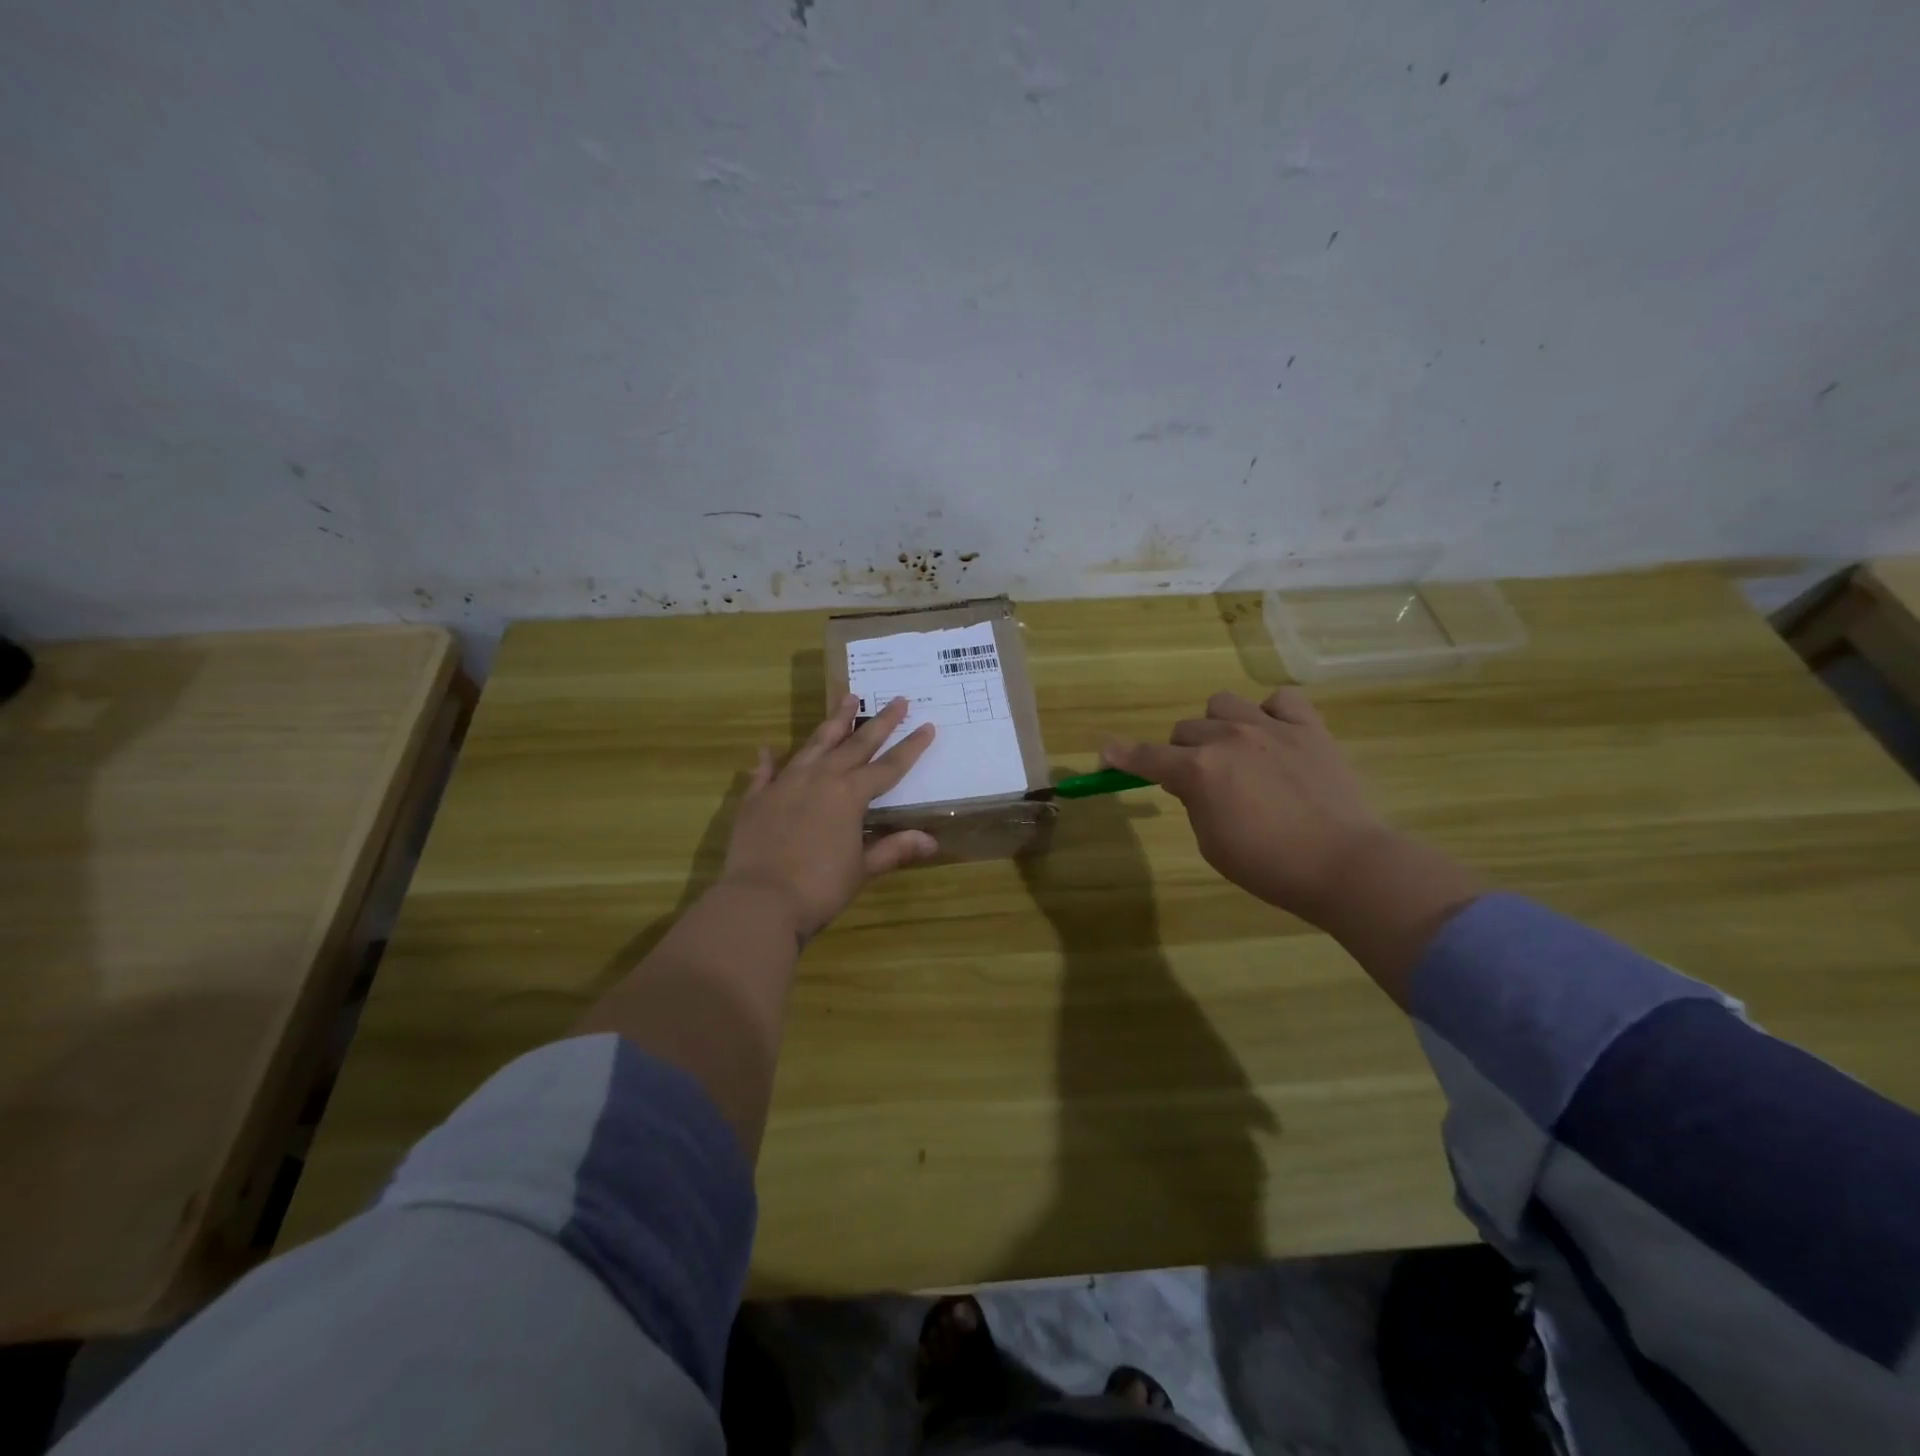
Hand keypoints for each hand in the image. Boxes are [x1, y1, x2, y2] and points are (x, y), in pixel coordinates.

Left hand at [717, 694, 937, 940]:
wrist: (759, 901)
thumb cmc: (819, 888)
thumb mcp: (862, 870)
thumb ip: (893, 849)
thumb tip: (931, 840)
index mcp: (850, 795)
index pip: (889, 766)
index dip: (911, 747)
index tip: (927, 725)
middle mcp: (821, 779)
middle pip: (856, 744)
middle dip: (879, 722)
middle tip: (897, 700)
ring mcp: (786, 783)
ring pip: (815, 744)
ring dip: (834, 721)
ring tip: (847, 698)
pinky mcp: (757, 798)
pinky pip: (766, 772)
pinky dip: (769, 760)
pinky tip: (768, 749)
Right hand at [1101, 688, 1388, 921]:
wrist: (1344, 864)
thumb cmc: (1269, 866)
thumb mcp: (1212, 844)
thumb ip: (1195, 803)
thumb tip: (1193, 782)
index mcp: (1198, 770)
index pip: (1146, 757)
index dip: (1121, 755)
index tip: (1105, 752)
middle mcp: (1228, 738)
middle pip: (1185, 729)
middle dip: (1183, 753)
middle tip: (1202, 781)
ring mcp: (1270, 727)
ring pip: (1223, 704)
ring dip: (1219, 725)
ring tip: (1238, 751)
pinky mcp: (1309, 728)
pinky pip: (1280, 699)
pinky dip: (1271, 713)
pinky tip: (1276, 735)